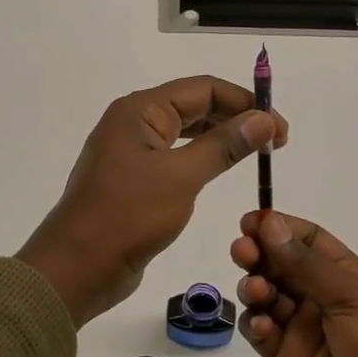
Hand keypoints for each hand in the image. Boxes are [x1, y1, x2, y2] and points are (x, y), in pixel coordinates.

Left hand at [18, 76, 287, 328]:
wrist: (77, 267)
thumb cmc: (127, 216)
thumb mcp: (181, 177)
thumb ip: (224, 145)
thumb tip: (264, 119)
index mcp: (139, 111)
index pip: (203, 89)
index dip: (246, 103)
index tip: (280, 128)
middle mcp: (133, 124)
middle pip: (194, 107)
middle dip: (236, 118)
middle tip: (275, 143)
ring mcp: (130, 153)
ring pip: (184, 134)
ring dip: (220, 139)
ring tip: (255, 154)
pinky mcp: (132, 182)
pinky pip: (173, 159)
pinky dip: (200, 160)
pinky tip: (220, 171)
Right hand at [231, 211, 357, 356]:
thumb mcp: (354, 295)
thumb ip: (307, 263)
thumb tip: (270, 223)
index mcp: (347, 276)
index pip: (308, 241)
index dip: (280, 228)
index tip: (251, 221)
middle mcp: (322, 298)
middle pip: (280, 266)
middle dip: (258, 254)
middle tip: (242, 251)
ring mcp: (303, 329)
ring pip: (266, 297)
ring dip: (255, 287)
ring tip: (257, 291)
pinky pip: (262, 334)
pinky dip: (256, 325)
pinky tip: (263, 326)